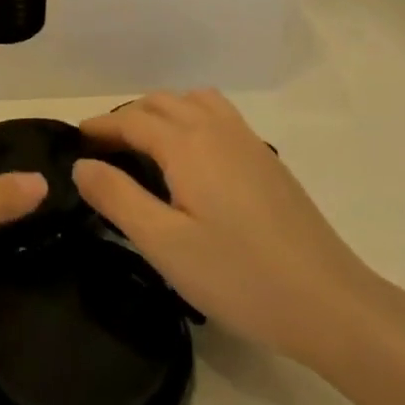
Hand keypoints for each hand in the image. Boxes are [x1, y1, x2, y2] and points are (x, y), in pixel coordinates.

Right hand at [74, 92, 380, 368]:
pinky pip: (219, 117)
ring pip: (194, 102)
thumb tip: (82, 165)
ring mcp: (248, 142)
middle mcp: (217, 129)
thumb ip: (117, 198)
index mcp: (187, 145)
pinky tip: (192, 159)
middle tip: (103, 149)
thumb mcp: (164, 244)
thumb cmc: (238, 275)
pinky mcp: (268, 160)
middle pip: (162, 103)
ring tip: (145, 145)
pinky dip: (192, 119)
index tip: (75, 140)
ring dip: (163, 112)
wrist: (328, 301)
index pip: (132, 120)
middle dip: (127, 117)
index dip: (101, 126)